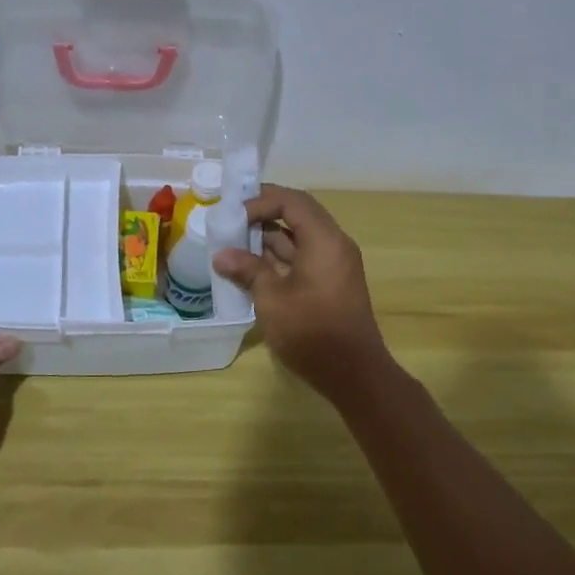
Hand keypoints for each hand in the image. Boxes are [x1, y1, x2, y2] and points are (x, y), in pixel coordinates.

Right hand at [211, 184, 393, 403]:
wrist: (353, 373)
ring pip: (298, 238)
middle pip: (297, 215)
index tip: (233, 215)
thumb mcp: (271, 298)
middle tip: (230, 221)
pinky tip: (250, 267)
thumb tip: (221, 255)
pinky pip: (303, 257)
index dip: (260, 201)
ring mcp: (334, 264)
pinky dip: (278, 257)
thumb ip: (247, 270)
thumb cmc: (311, 331)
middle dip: (262, 215)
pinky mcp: (330, 283)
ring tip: (232, 243)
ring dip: (267, 238)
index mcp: (324, 240)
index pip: (292, 201)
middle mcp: (333, 244)